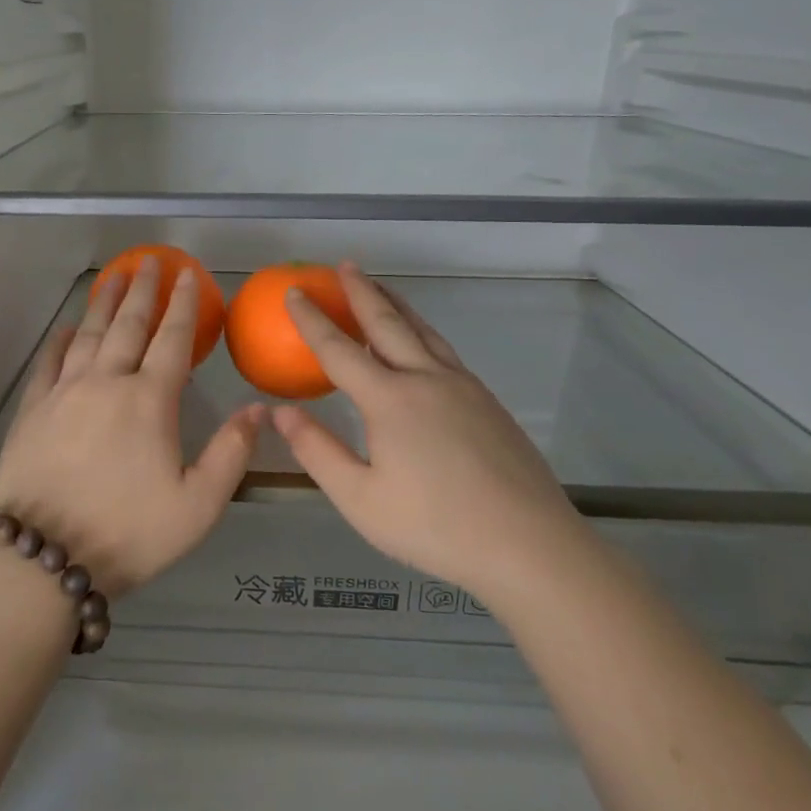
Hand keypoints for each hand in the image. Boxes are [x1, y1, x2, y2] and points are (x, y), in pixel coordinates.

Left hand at [0, 256, 265, 597]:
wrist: (42, 558)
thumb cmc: (128, 534)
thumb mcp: (197, 506)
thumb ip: (230, 454)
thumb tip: (257, 409)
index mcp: (149, 401)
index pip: (172, 339)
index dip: (183, 304)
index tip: (187, 274)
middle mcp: (106, 383)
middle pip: (128, 324)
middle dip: (143, 289)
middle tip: (149, 261)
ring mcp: (64, 393)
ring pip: (89, 334)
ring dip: (104, 302)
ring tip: (114, 276)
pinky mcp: (32, 410)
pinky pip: (49, 362)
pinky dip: (61, 340)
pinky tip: (68, 328)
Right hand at [272, 263, 582, 590]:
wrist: (530, 545)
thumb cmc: (435, 527)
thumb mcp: (360, 499)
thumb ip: (317, 450)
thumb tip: (280, 412)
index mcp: (390, 400)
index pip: (339, 349)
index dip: (312, 319)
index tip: (294, 292)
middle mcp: (426, 380)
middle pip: (388, 323)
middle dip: (362, 291)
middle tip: (345, 265)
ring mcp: (463, 387)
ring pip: (423, 331)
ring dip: (396, 305)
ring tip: (380, 287)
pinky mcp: (488, 402)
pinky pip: (444, 351)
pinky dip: (422, 331)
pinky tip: (421, 343)